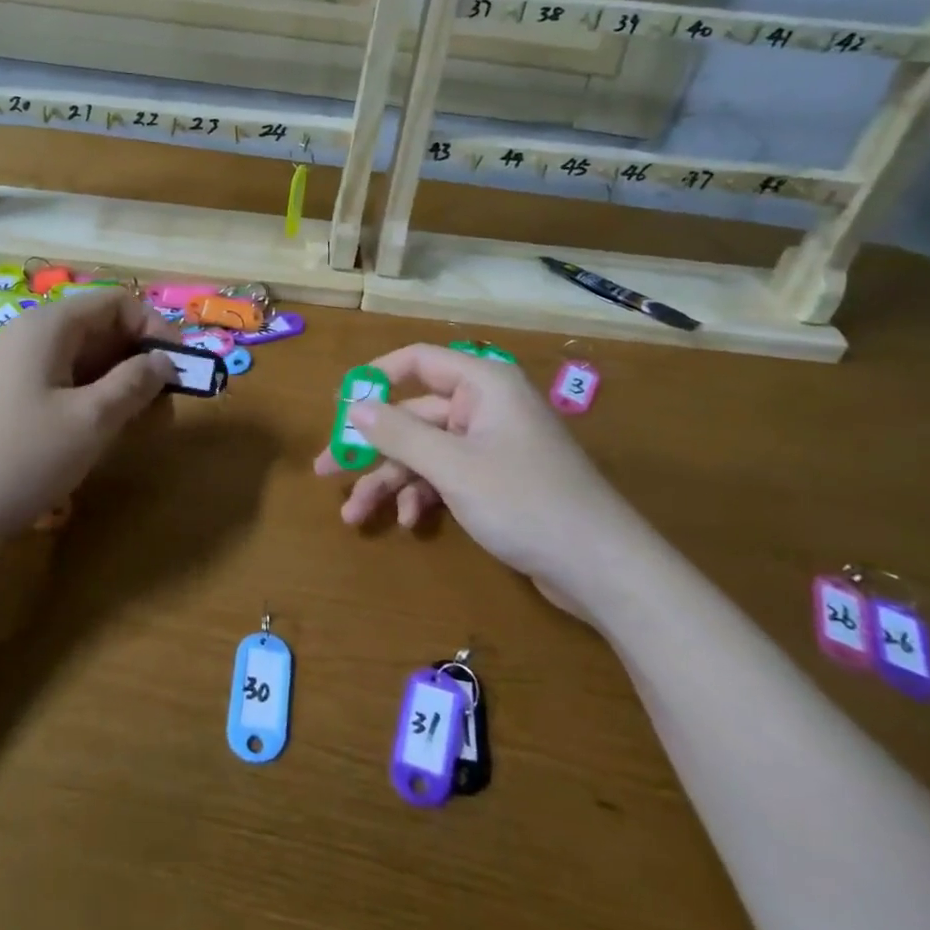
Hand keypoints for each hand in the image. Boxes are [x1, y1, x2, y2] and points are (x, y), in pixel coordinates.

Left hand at [0, 290, 178, 555]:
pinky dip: (89, 403)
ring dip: (118, 387)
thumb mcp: (89, 421)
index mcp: (51, 326)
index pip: (119, 302)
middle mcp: (32, 337)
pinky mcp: (5, 401)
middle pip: (102, 330)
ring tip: (137, 428)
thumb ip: (134, 384)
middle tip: (165, 407)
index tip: (182, 369)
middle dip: (141, 361)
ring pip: (83, 362)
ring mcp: (14, 369)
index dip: (157, 328)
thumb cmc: (14, 458)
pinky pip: (60, 386)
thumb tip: (165, 360)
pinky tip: (96, 438)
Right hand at [313, 344, 650, 608]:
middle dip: (372, 448)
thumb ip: (399, 433)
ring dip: (390, 481)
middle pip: (414, 416)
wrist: (603, 568)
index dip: (375, 378)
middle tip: (326, 469)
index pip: (418, 361)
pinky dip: (423, 496)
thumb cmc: (524, 501)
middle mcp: (486, 407)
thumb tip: (355, 407)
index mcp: (483, 384)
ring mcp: (492, 446)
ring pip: (426, 452)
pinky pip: (447, 476)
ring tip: (355, 516)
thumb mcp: (452, 466)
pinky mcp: (497, 481)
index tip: (339, 404)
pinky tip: (407, 522)